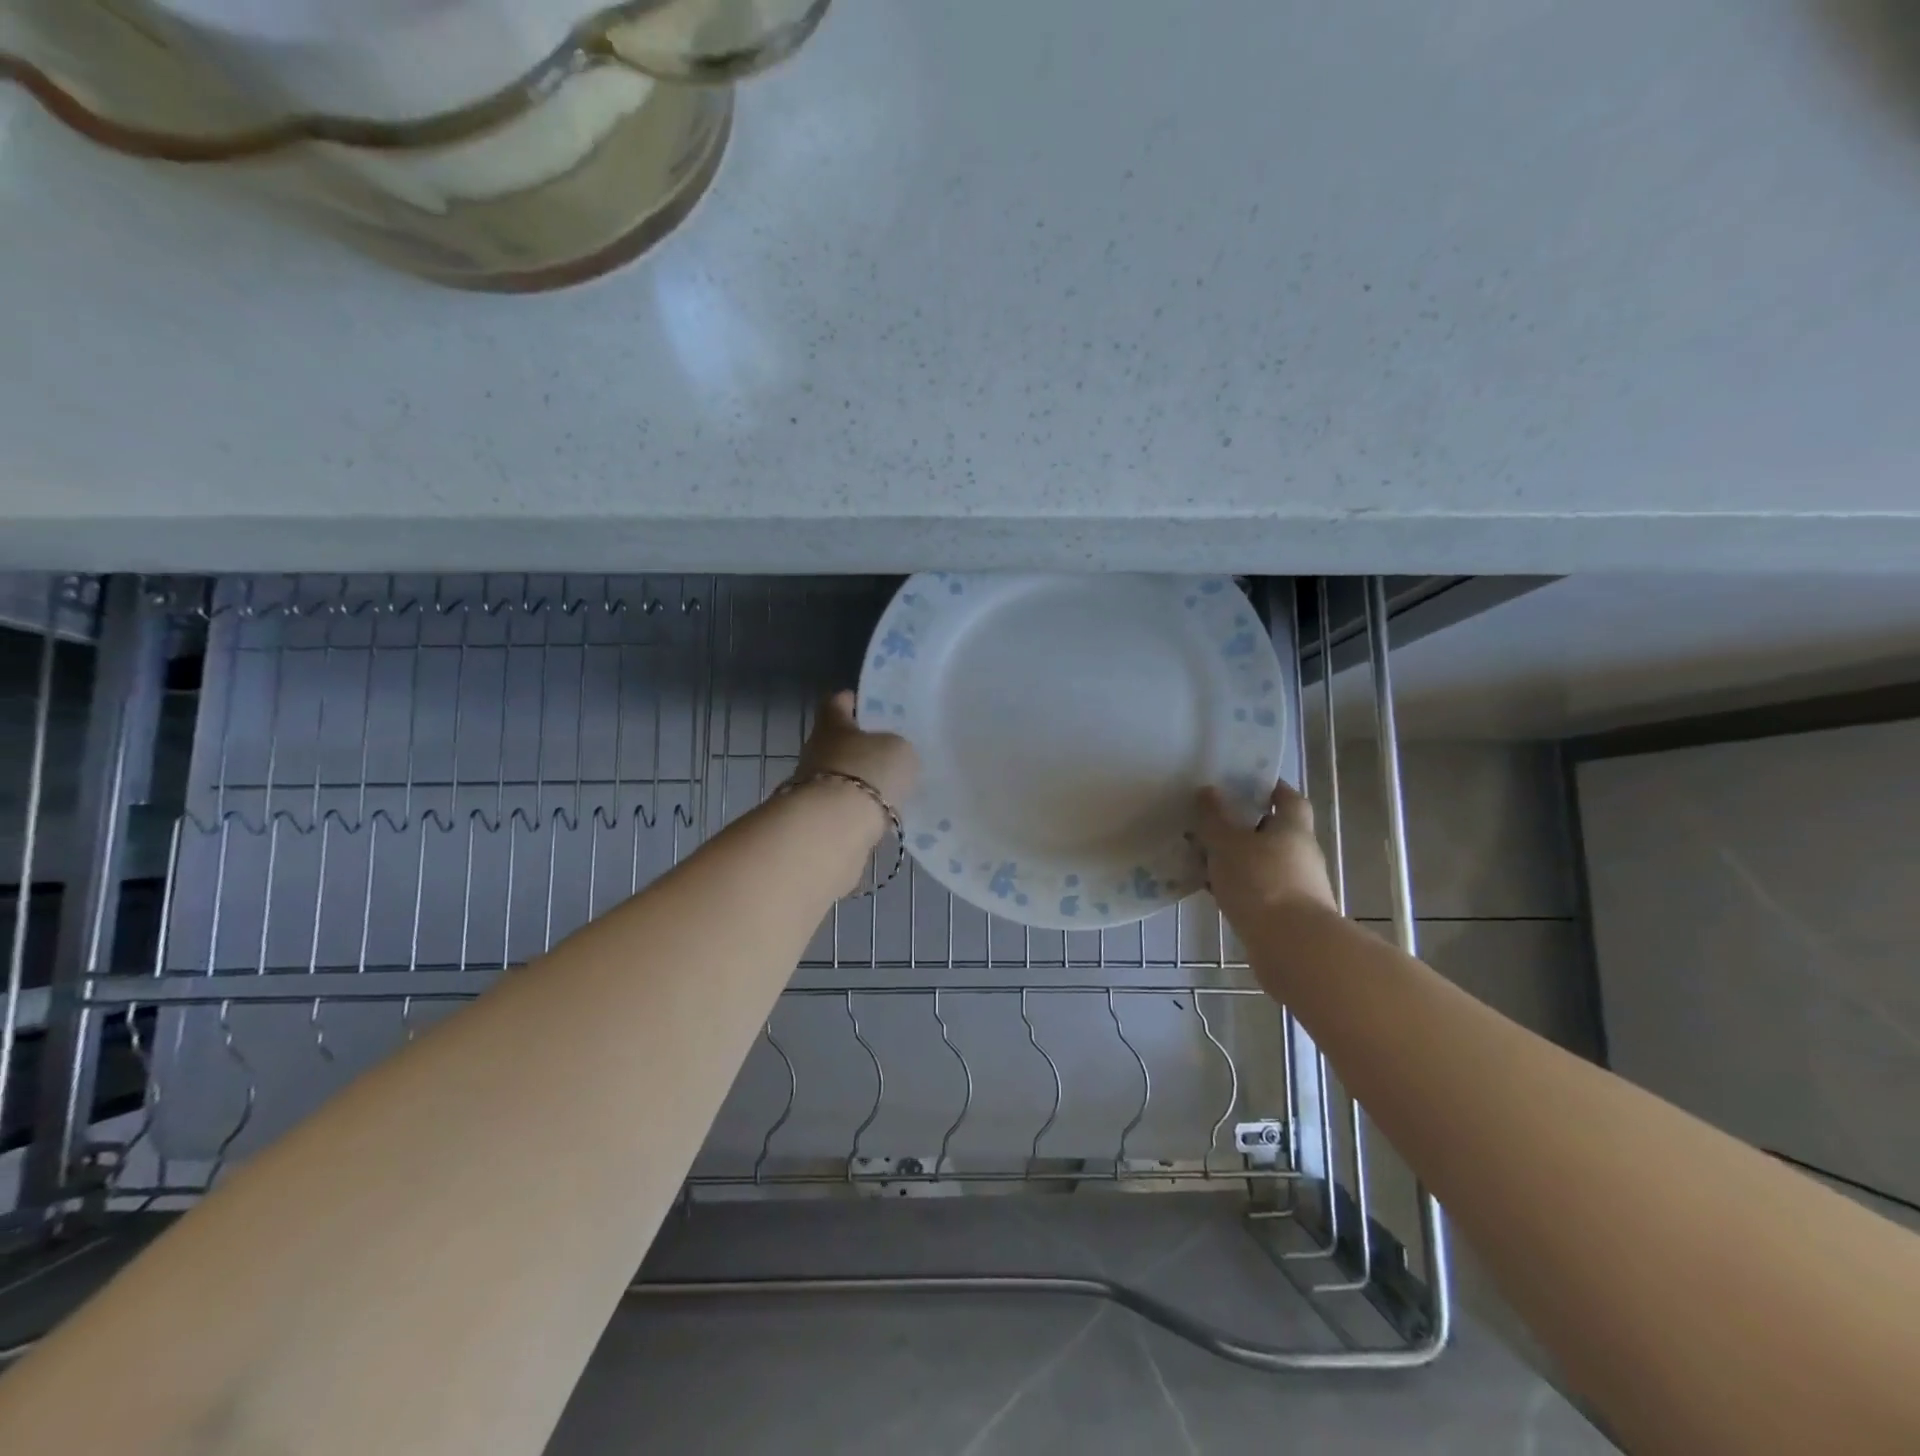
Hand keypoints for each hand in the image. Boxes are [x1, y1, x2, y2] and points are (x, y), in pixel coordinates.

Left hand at [795, 691, 919, 834]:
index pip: (836, 702)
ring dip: (859, 781)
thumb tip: (892, 754)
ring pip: (839, 775)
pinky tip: (880, 815)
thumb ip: (897, 747)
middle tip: (889, 752)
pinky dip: (857, 809)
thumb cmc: (867, 772)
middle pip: (837, 741)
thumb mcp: (899, 750)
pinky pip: (841, 807)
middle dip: (860, 746)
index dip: (851, 701)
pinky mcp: (816, 818)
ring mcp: (810, 786)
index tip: (867, 705)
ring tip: (889, 788)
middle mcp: (815, 751)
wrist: (834, 828)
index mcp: (832, 724)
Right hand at [1194, 780, 1337, 924]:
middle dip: (1244, 826)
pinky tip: (1210, 888)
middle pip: (1273, 831)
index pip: (1288, 798)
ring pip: (1261, 863)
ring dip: (1237, 859)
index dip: (1269, 788)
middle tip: (1210, 820)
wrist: (1292, 948)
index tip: (1243, 783)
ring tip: (1202, 856)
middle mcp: (1301, 854)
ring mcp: (1296, 886)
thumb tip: (1208, 791)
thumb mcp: (1228, 844)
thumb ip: (1215, 818)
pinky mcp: (1286, 915)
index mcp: (1293, 829)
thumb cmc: (1261, 883)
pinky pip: (1257, 890)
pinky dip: (1236, 886)